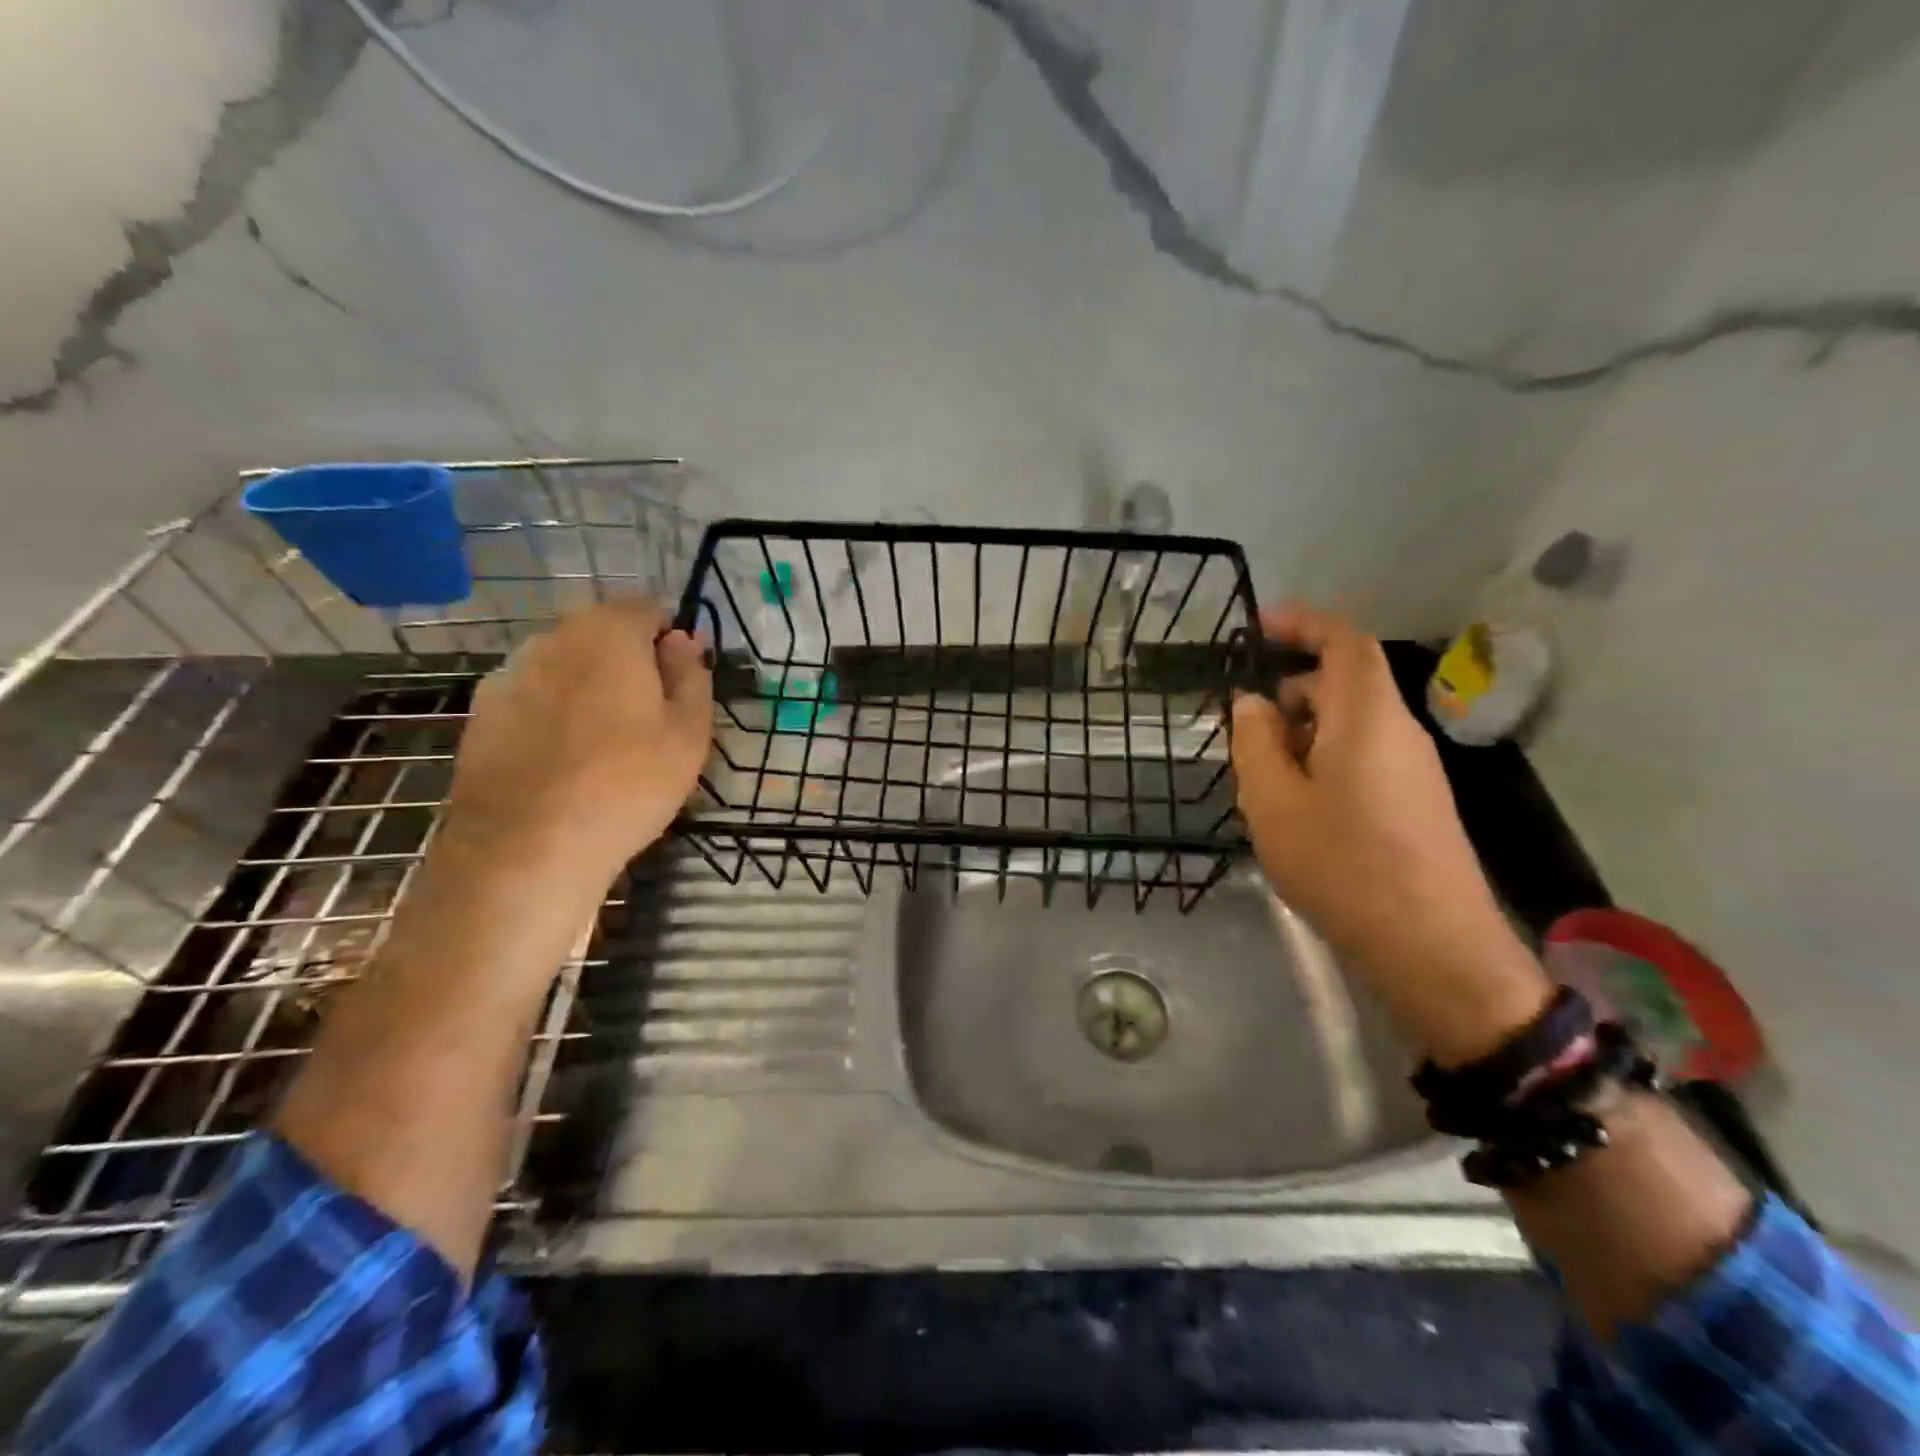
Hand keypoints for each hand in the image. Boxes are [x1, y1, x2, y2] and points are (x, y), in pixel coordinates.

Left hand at [441, 597, 712, 885]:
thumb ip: (691, 675)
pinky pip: (533, 697)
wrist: (528, 847)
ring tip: (604, 743)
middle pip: (602, 634)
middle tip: (649, 718)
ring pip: (565, 665)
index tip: (680, 684)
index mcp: (608, 633)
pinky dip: (553, 713)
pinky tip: (563, 760)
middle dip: (628, 661)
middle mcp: (553, 638)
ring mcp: (509, 674)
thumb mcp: (689, 733)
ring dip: (589, 686)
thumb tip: (683, 640)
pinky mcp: (482, 713)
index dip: (670, 640)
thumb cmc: (628, 783)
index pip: (647, 609)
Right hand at [1230, 604, 1550, 1065]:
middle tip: (1241, 723)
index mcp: (1367, 717)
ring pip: (1350, 725)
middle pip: (1345, 684)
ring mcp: (1413, 769)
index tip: (1257, 628)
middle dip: (1290, 689)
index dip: (1304, 623)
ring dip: (1301, 731)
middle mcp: (1399, 731)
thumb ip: (1255, 742)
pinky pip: (1362, 756)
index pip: (1345, 642)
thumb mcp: (1273, 801)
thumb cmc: (1342, 864)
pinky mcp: (1415, 802)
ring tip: (1259, 773)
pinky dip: (1321, 759)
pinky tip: (1294, 805)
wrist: (1431, 947)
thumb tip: (1253, 703)